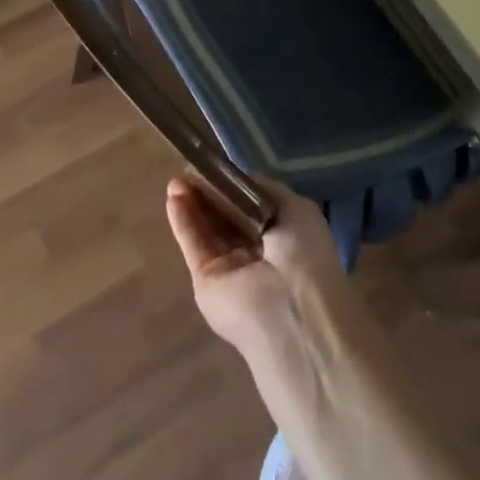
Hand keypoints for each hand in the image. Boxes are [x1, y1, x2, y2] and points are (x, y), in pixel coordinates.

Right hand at [165, 172, 353, 359]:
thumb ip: (266, 191)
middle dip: (211, 192)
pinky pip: (194, 245)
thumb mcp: (298, 209)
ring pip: (208, 229)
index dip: (235, 187)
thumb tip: (240, 179)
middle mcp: (258, 253)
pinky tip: (173, 197)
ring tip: (177, 179)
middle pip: (227, 216)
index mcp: (285, 237)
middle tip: (191, 169)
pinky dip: (183, 221)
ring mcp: (231, 269)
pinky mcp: (206, 281)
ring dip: (193, 202)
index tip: (219, 167)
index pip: (254, 207)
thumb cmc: (305, 255)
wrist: (291, 312)